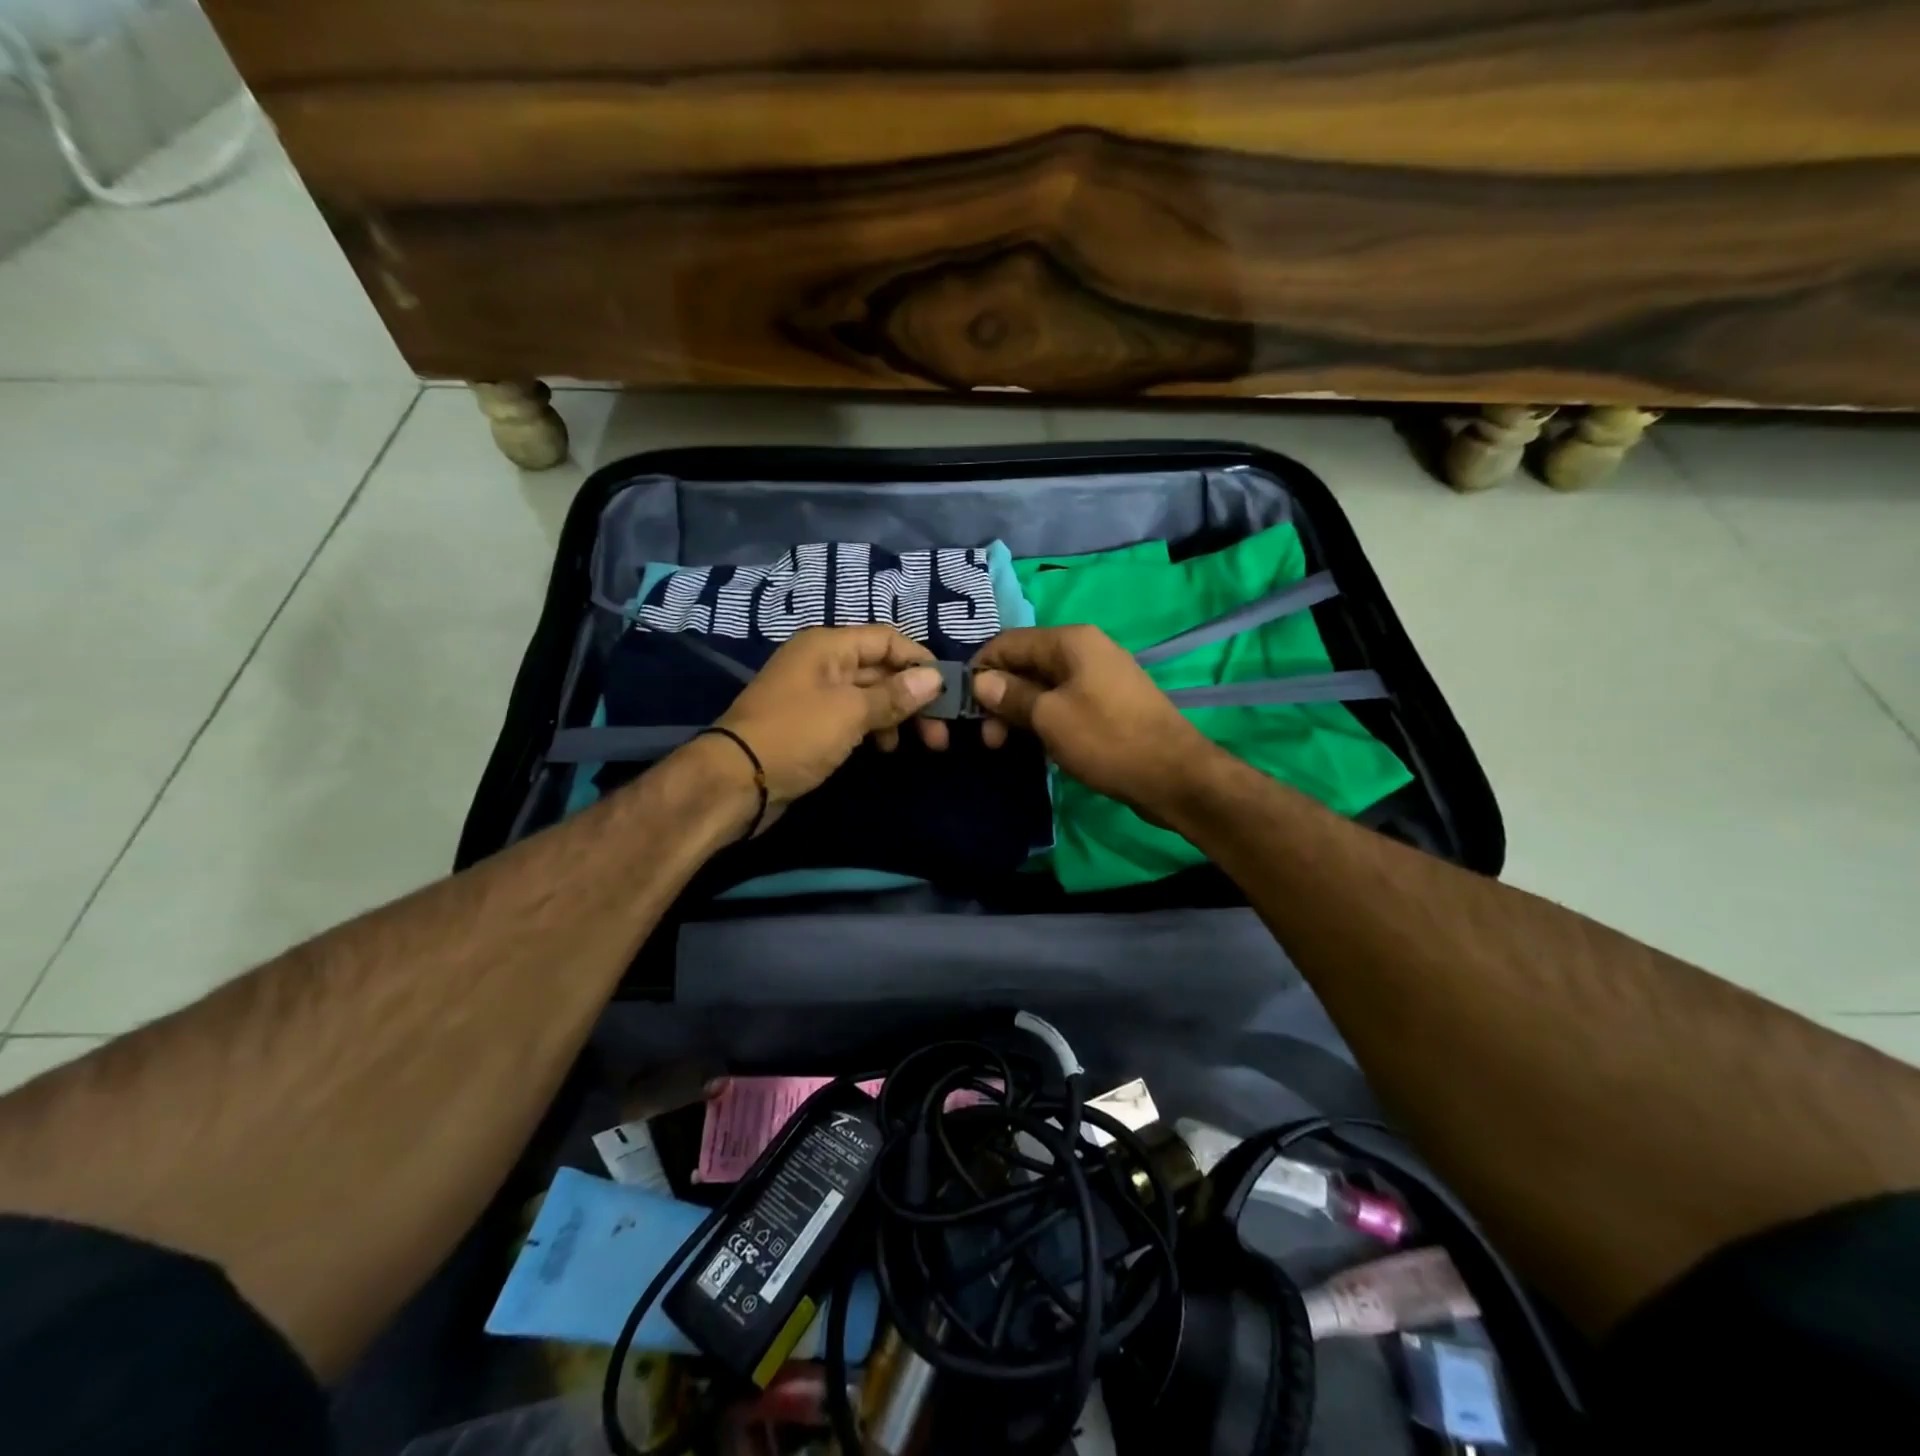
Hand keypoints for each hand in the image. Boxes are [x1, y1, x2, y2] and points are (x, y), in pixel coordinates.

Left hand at [712, 626, 943, 830]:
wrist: (735, 782)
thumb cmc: (796, 735)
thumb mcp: (850, 712)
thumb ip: (894, 694)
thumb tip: (934, 677)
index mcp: (828, 646)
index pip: (886, 639)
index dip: (919, 661)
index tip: (947, 692)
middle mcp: (822, 663)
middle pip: (880, 669)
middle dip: (913, 697)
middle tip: (939, 733)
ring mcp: (815, 695)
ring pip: (869, 696)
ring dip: (896, 716)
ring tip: (919, 745)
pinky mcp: (811, 725)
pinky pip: (853, 718)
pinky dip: (874, 729)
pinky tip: (885, 749)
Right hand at [971, 626, 1217, 813]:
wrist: (1174, 775)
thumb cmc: (1107, 739)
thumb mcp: (1049, 717)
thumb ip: (1012, 696)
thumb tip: (981, 682)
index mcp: (1070, 641)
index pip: (1008, 642)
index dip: (981, 670)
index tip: (962, 707)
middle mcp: (1085, 649)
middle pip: (1025, 663)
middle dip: (1000, 697)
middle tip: (988, 739)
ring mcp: (1099, 677)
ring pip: (1043, 686)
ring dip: (1020, 712)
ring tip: (1006, 746)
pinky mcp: (1108, 703)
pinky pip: (1064, 702)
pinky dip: (1044, 719)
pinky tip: (1035, 745)